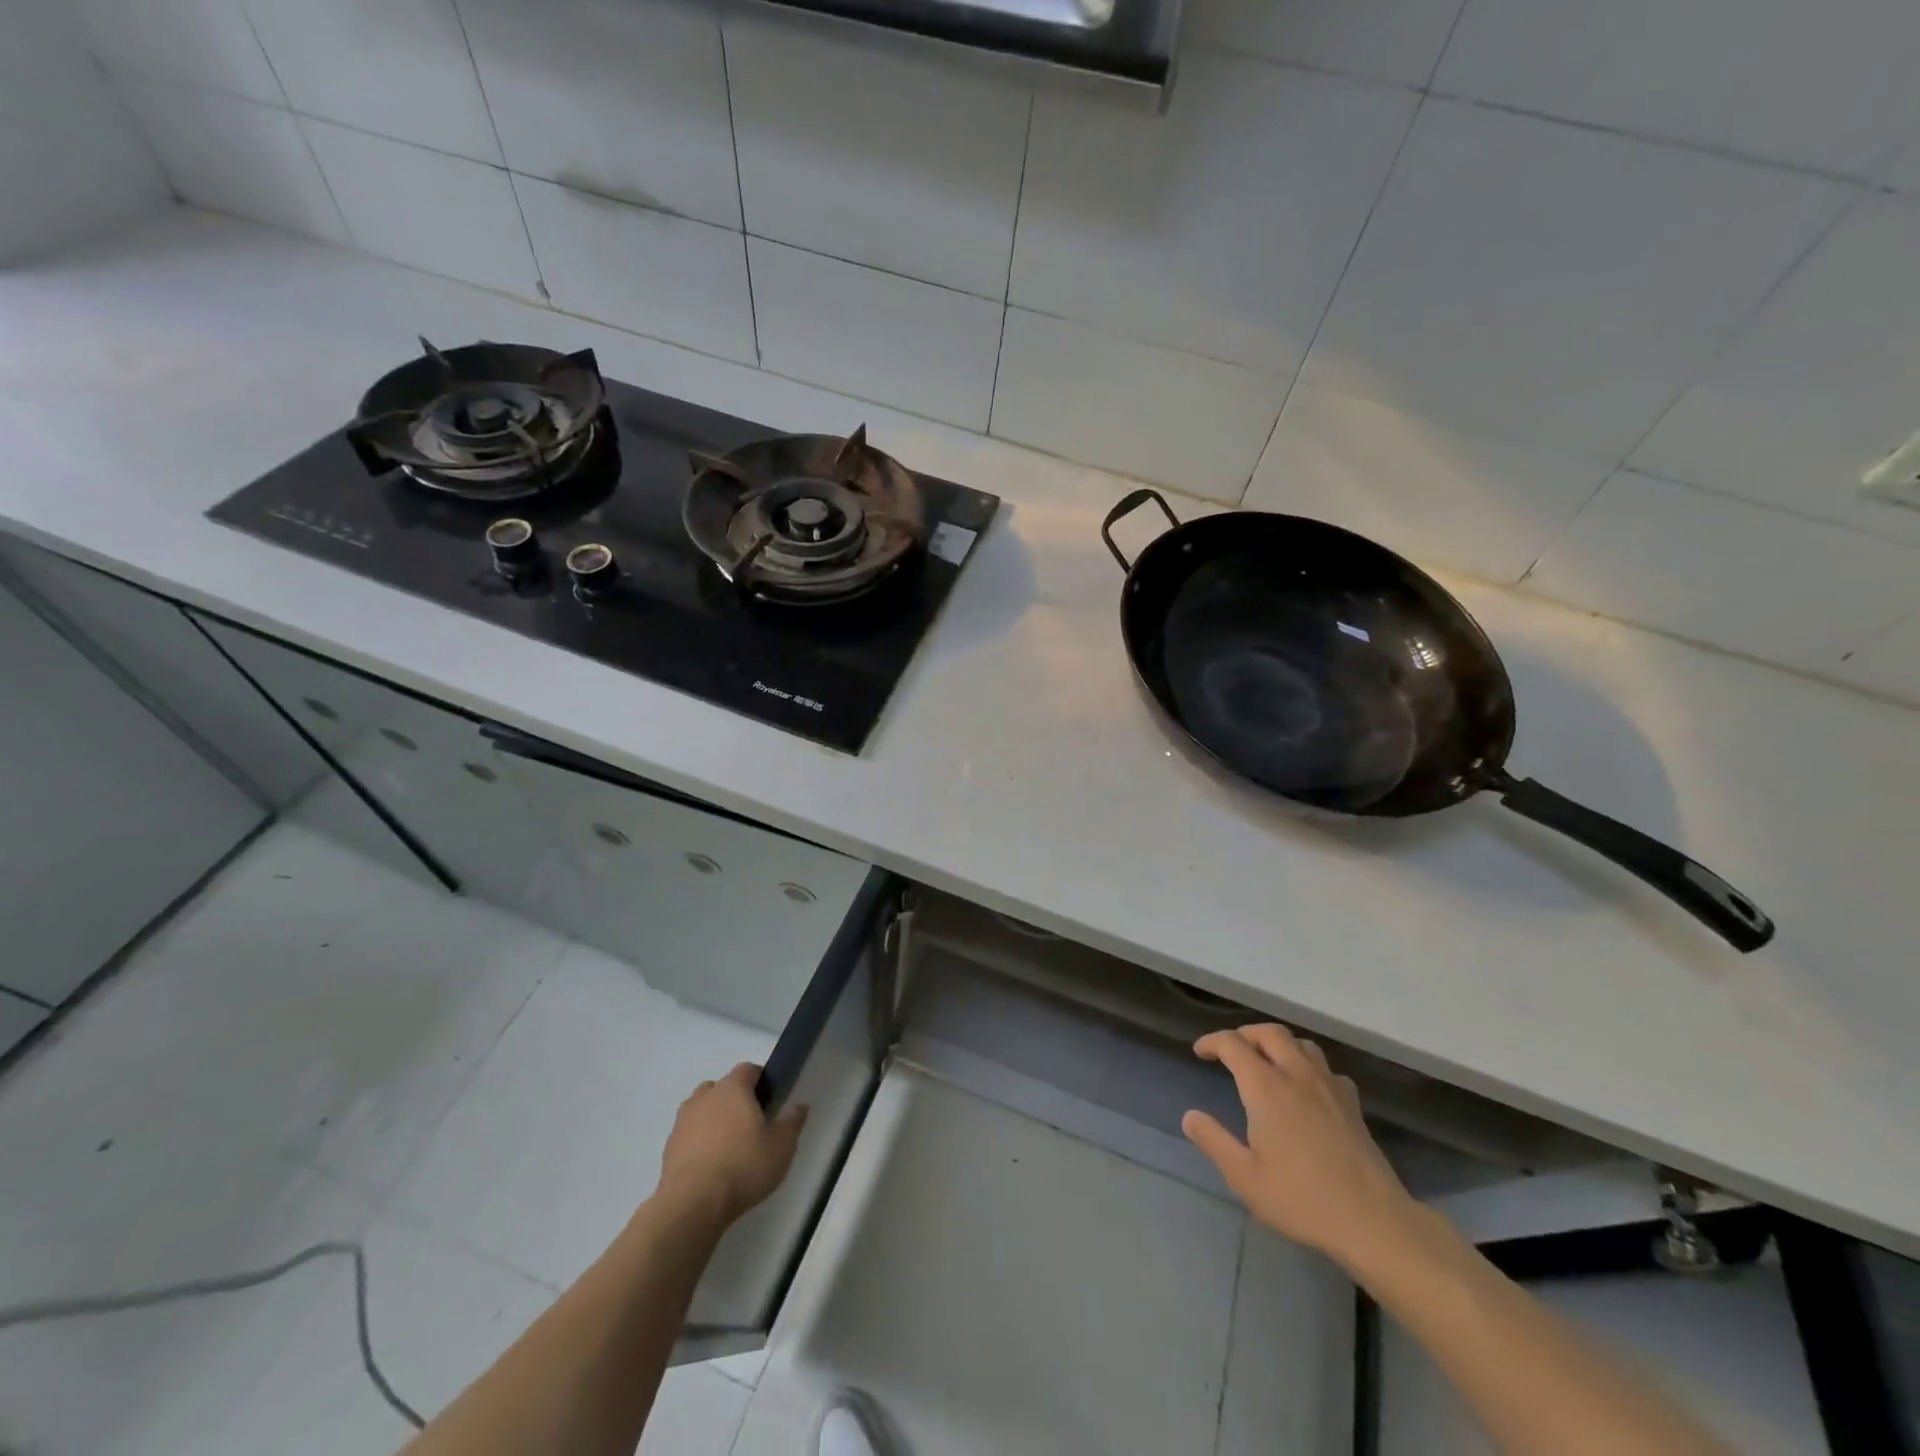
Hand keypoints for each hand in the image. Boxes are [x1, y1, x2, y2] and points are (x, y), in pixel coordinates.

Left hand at [658, 1063, 807, 1224]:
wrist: (692, 1205)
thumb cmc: (744, 1166)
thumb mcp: (781, 1146)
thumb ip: (792, 1122)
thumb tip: (800, 1105)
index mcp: (733, 1088)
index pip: (748, 1069)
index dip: (761, 1081)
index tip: (770, 1100)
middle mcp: (705, 1096)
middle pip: (722, 1088)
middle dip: (735, 1101)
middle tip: (751, 1125)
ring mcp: (683, 1121)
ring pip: (702, 1110)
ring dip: (714, 1121)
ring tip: (729, 1147)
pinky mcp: (669, 1148)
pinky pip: (689, 1135)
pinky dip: (699, 1143)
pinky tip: (711, 1166)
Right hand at [1183, 1024, 1416, 1268]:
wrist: (1373, 1221)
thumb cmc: (1301, 1198)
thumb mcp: (1244, 1177)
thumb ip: (1214, 1141)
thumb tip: (1190, 1116)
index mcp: (1266, 1087)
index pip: (1233, 1044)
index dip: (1212, 1042)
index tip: (1200, 1052)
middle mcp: (1297, 1074)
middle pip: (1269, 1033)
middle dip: (1245, 1034)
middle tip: (1231, 1051)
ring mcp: (1329, 1086)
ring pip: (1301, 1044)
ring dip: (1279, 1044)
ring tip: (1267, 1062)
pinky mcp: (1352, 1104)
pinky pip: (1326, 1068)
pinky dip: (1310, 1066)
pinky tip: (1308, 1088)